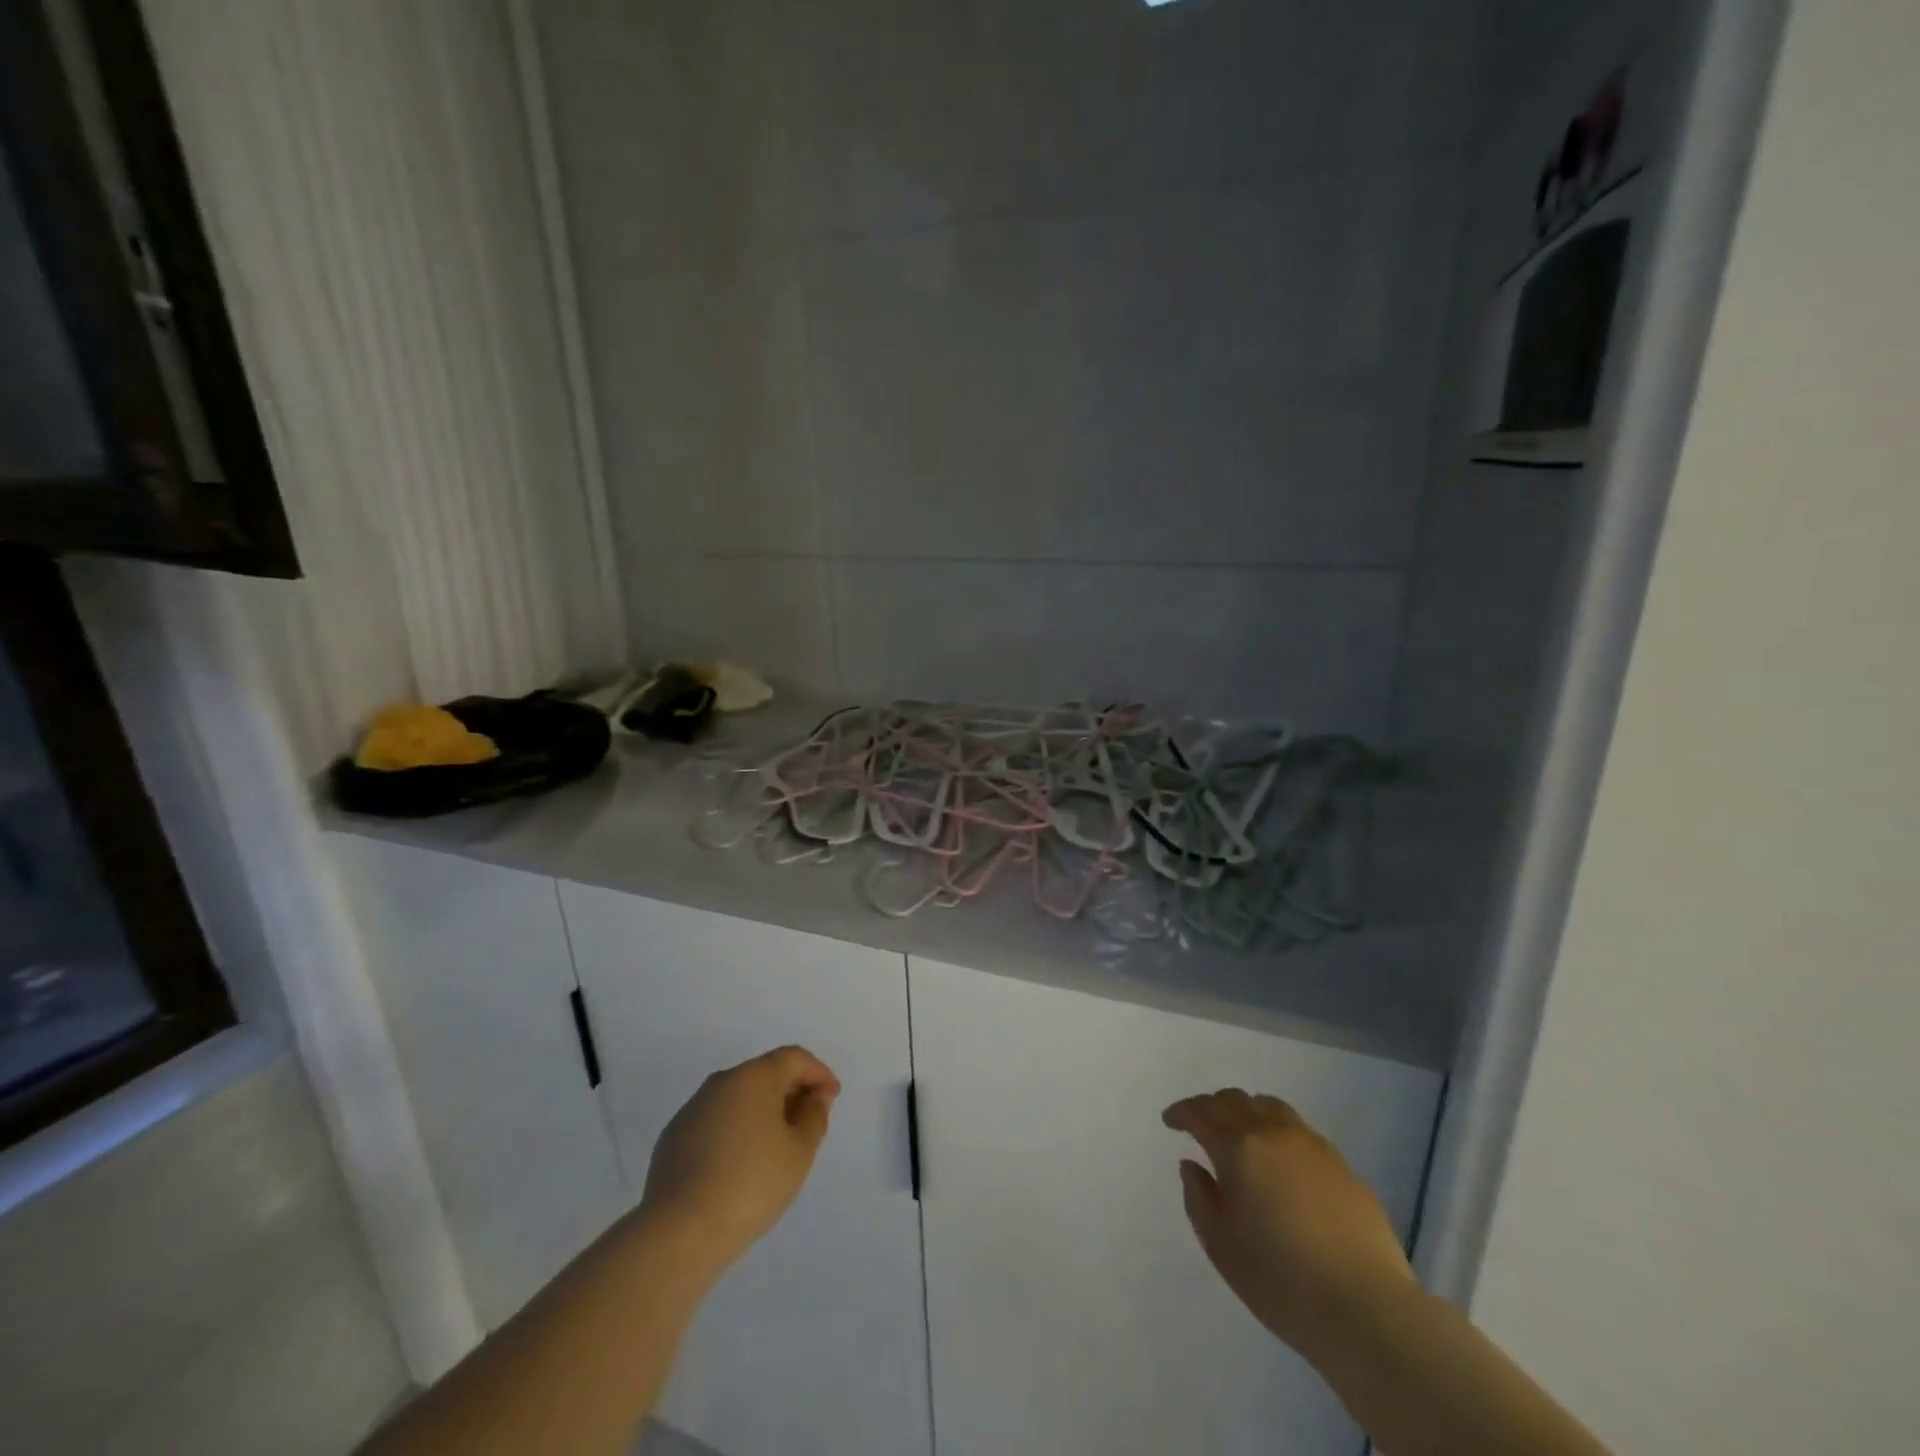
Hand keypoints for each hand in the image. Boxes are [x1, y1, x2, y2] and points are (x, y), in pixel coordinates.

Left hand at [640, 1046, 840, 1268]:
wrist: (680, 1231)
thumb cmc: (751, 1184)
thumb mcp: (799, 1153)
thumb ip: (813, 1118)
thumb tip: (812, 1099)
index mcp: (754, 1076)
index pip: (794, 1058)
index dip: (818, 1073)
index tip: (831, 1099)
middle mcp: (721, 1082)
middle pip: (765, 1073)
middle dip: (791, 1091)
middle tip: (808, 1120)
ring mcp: (693, 1109)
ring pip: (738, 1097)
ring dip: (762, 1111)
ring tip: (777, 1144)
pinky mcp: (673, 1137)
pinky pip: (716, 1121)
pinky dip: (736, 1129)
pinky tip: (741, 1162)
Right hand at [1163, 1089, 1414, 1365]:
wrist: (1367, 1308)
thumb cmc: (1280, 1279)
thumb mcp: (1221, 1245)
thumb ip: (1199, 1197)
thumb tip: (1193, 1165)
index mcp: (1238, 1146)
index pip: (1201, 1112)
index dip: (1182, 1112)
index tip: (1170, 1121)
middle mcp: (1274, 1132)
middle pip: (1236, 1100)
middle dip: (1212, 1107)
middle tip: (1201, 1125)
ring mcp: (1313, 1145)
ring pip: (1271, 1107)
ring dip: (1248, 1112)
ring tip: (1242, 1134)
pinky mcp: (1343, 1166)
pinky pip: (1300, 1131)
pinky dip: (1279, 1133)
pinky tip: (1282, 1162)